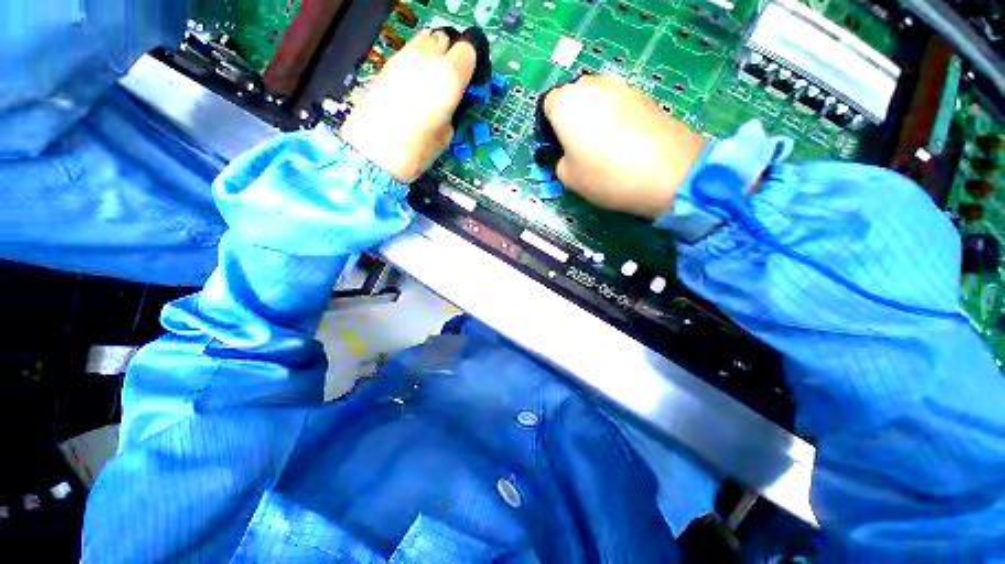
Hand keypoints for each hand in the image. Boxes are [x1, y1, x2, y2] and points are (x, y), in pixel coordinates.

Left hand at [340, 31, 475, 182]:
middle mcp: (428, 57)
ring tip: (431, 81)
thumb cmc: (417, 149)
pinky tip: (413, 86)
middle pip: (446, 39)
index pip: (468, 50)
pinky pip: (409, 52)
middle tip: (451, 80)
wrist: (374, 150)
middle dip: (452, 55)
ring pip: (425, 41)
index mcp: (449, 76)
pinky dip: (416, 62)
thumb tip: (451, 102)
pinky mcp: (387, 64)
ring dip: (433, 55)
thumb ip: (452, 110)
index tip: (470, 81)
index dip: (471, 63)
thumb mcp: (446, 135)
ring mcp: (404, 57)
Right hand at [544, 75, 706, 219]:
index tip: (558, 149)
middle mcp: (591, 84)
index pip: (547, 106)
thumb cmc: (605, 174)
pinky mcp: (645, 94)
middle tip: (580, 149)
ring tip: (606, 148)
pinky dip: (617, 119)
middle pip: (574, 99)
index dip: (550, 128)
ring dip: (596, 119)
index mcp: (566, 102)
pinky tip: (626, 143)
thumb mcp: (568, 178)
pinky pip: (620, 105)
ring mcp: (622, 85)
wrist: (667, 171)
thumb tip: (567, 154)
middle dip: (573, 120)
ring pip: (598, 101)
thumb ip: (559, 161)